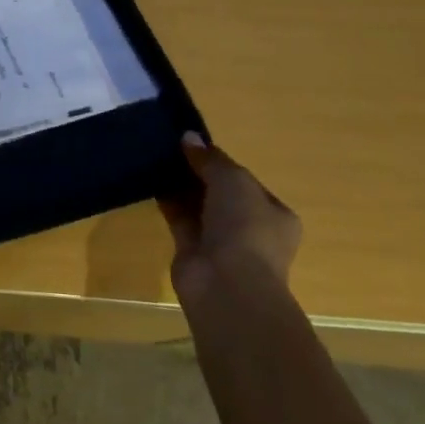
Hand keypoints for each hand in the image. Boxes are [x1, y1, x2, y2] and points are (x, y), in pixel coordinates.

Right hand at [158, 133, 301, 300]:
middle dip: (198, 172)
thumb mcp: (233, 180)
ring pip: (198, 205)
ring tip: (157, 156)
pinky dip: (167, 200)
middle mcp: (250, 229)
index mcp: (274, 214)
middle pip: (220, 193)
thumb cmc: (244, 227)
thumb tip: (189, 137)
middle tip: (172, 147)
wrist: (227, 285)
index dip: (221, 161)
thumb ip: (210, 159)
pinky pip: (179, 218)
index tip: (194, 144)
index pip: (245, 181)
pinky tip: (150, 179)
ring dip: (181, 185)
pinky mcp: (193, 251)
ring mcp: (222, 243)